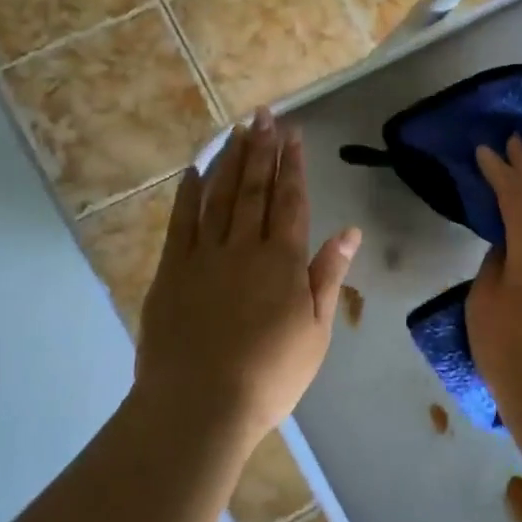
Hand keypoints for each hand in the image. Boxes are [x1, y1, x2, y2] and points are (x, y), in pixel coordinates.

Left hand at [133, 109, 361, 449]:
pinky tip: (194, 171)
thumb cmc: (270, 375)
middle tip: (265, 116)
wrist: (200, 405)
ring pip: (219, 196)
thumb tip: (349, 231)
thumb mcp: (315, 331)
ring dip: (230, 160)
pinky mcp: (172, 271)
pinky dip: (188, 194)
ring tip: (238, 130)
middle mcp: (245, 247)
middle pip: (255, 188)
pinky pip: (181, 222)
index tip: (294, 134)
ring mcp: (204, 256)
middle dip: (262, 150)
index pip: (291, 201)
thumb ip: (328, 276)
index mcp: (283, 261)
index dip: (293, 166)